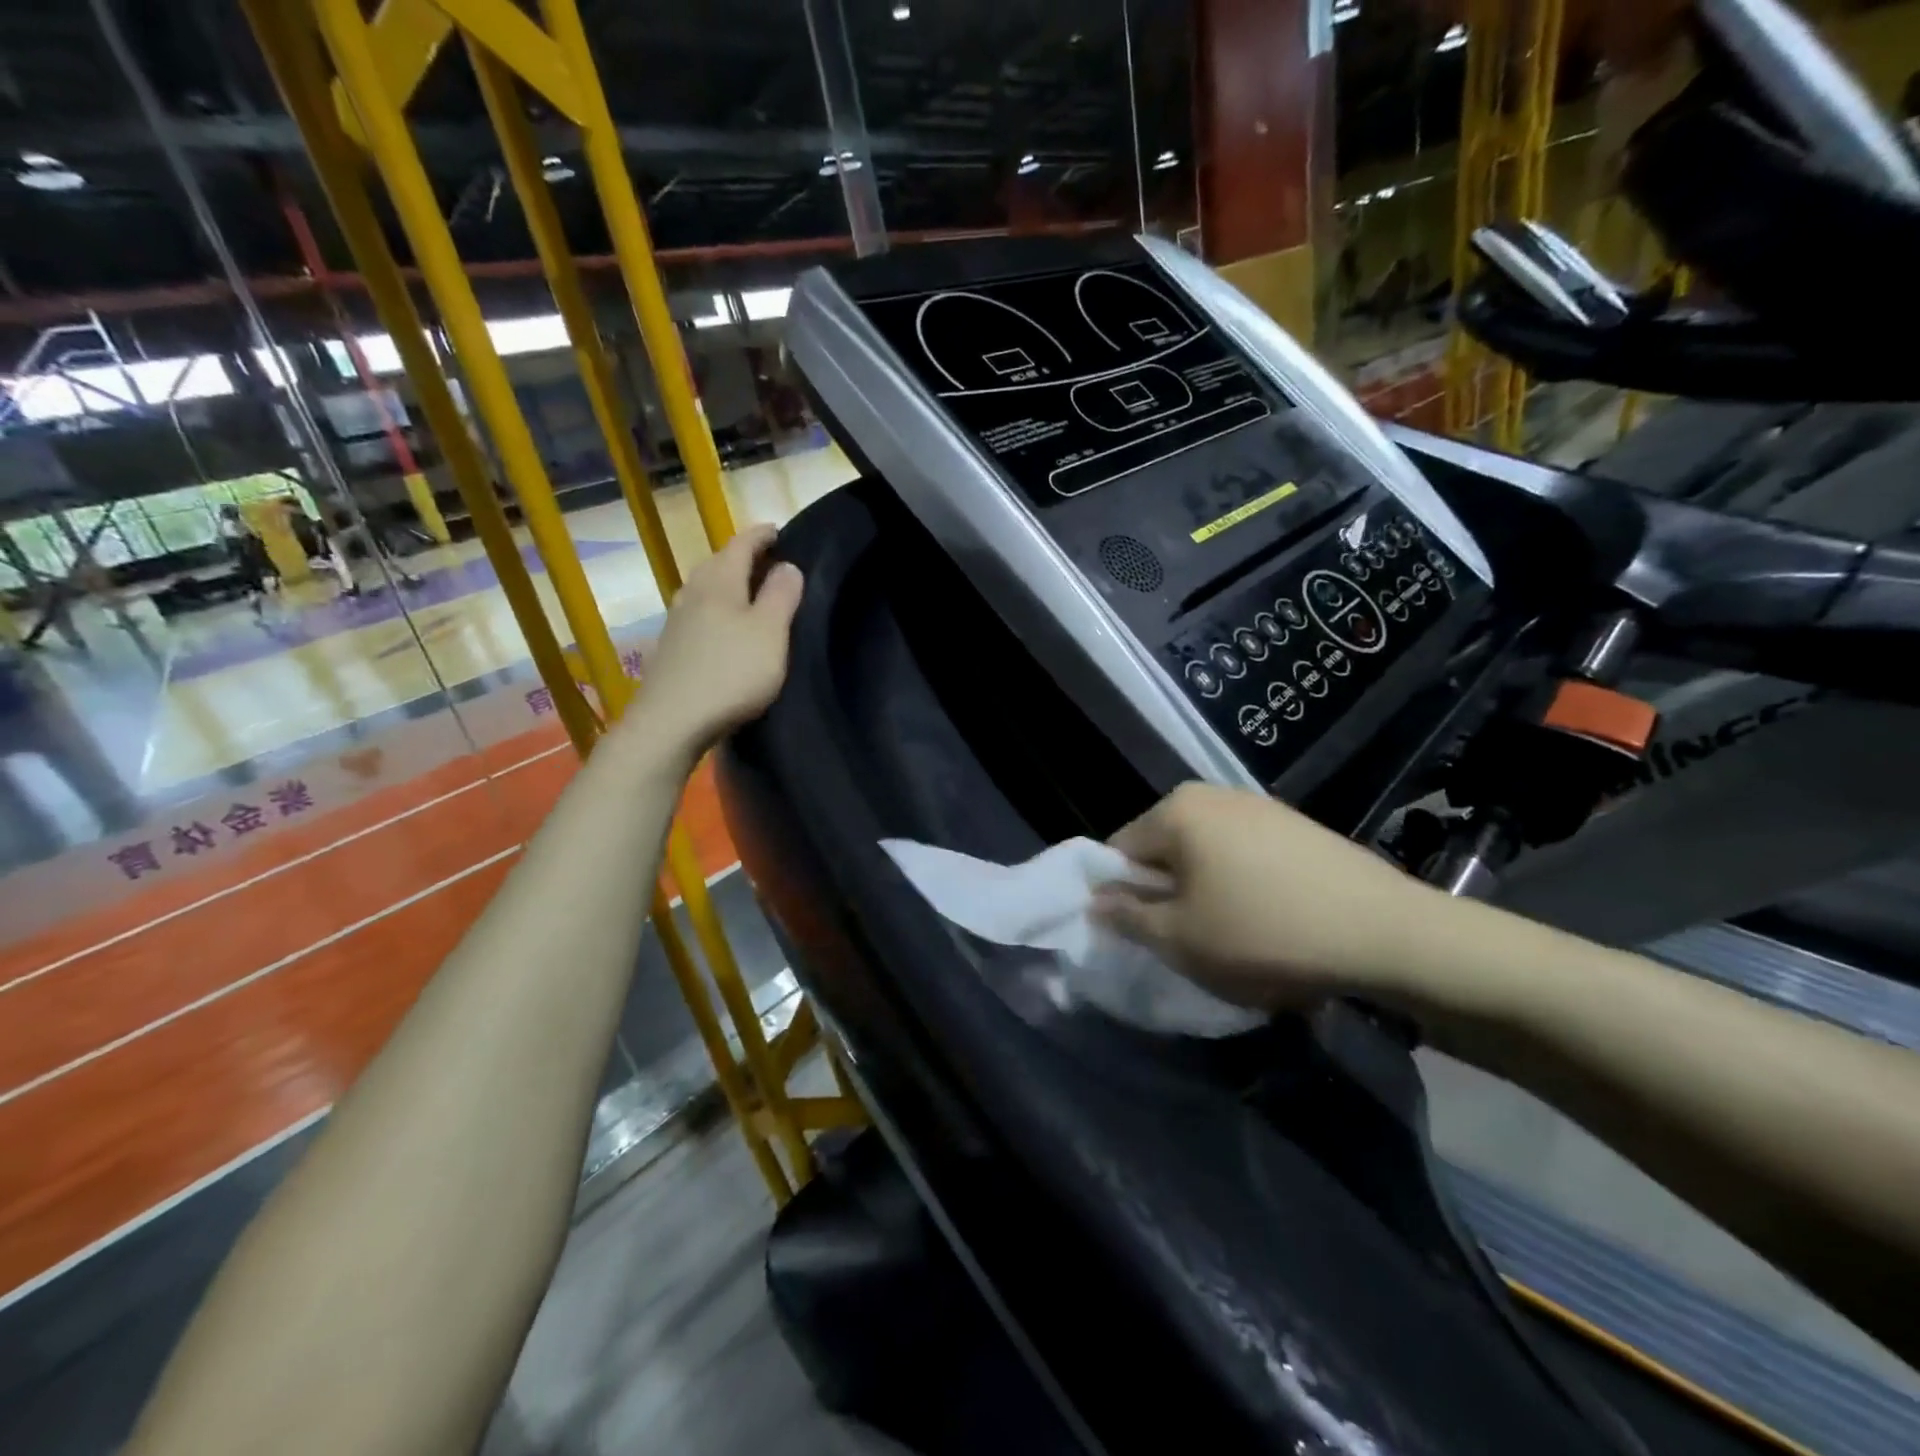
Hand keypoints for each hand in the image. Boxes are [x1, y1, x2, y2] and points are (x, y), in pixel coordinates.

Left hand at [624, 524, 803, 757]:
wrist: (671, 722)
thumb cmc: (731, 673)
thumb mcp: (770, 633)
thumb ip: (782, 596)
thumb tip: (787, 565)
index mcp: (719, 582)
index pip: (741, 544)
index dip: (761, 535)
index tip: (779, 531)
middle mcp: (693, 592)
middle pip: (719, 563)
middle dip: (743, 557)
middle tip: (770, 561)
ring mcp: (676, 621)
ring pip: (706, 589)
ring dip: (728, 584)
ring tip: (750, 592)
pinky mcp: (671, 648)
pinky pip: (698, 614)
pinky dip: (716, 609)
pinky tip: (724, 628)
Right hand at [1091, 783, 1442, 1008]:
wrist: (1387, 933)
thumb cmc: (1264, 932)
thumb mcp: (1180, 938)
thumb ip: (1127, 917)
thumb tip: (1095, 900)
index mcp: (1177, 810)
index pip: (1119, 850)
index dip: (1121, 896)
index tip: (1144, 935)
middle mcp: (1213, 794)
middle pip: (1164, 849)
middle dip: (1166, 893)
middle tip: (1189, 940)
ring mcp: (1260, 806)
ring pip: (1205, 854)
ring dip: (1204, 892)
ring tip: (1234, 935)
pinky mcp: (1296, 825)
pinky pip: (1244, 855)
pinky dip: (1242, 885)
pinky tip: (1271, 920)